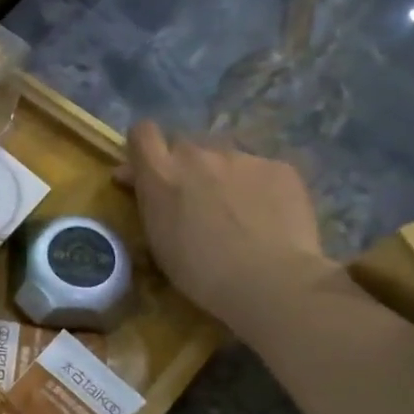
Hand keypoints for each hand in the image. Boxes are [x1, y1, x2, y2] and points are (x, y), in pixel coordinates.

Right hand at [122, 121, 334, 335]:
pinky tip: (266, 214)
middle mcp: (198, 155)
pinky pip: (260, 169)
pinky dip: (258, 186)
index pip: (143, 133)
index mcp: (161, 174)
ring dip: (222, 175)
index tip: (148, 167)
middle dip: (185, 165)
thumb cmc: (199, 270)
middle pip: (184, 144)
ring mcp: (241, 157)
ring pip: (224, 157)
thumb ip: (148, 199)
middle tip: (195, 197)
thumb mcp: (156, 237)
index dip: (144, 146)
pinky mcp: (279, 166)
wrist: (269, 280)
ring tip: (237, 209)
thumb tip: (134, 177)